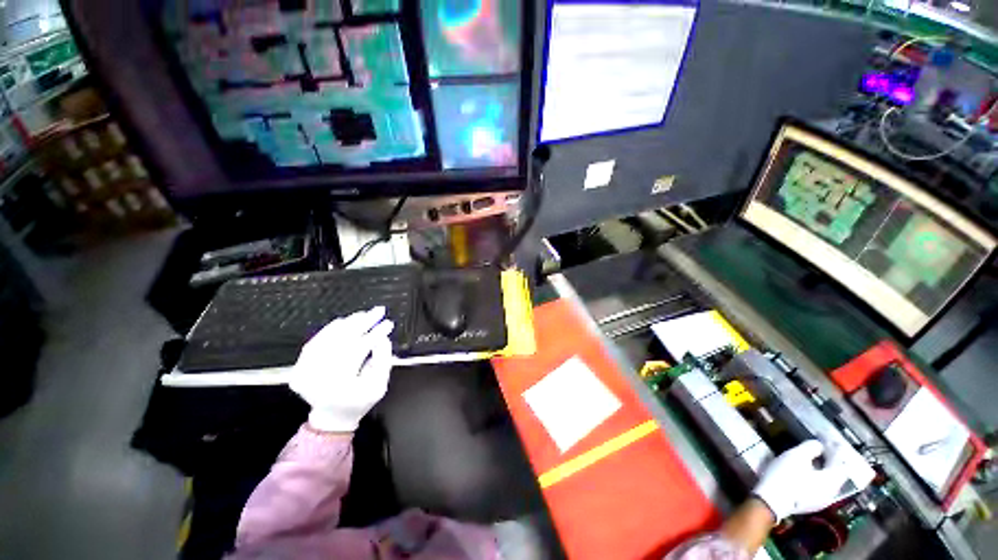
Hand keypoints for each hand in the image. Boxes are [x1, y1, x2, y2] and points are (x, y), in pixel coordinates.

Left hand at [289, 306, 394, 432]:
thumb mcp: (380, 385)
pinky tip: (345, 321)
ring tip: (365, 314)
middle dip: (363, 323)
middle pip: (342, 340)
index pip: (359, 350)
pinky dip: (331, 329)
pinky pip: (315, 341)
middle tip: (378, 311)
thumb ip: (384, 359)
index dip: (375, 334)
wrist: (333, 416)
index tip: (389, 323)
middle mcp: (317, 377)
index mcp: (339, 386)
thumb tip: (381, 336)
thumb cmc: (360, 401)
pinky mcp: (298, 366)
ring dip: (348, 323)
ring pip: (327, 338)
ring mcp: (303, 372)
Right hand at [752, 440, 850, 521]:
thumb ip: (811, 448)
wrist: (772, 500)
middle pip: (838, 472)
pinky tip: (812, 473)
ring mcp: (824, 500)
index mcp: (832, 479)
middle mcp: (833, 491)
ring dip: (827, 468)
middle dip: (833, 459)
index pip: (840, 460)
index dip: (835, 447)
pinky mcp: (813, 504)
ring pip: (831, 481)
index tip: (828, 437)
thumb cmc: (786, 476)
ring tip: (819, 459)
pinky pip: (823, 487)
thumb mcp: (796, 456)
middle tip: (826, 447)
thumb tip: (819, 445)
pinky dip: (821, 477)